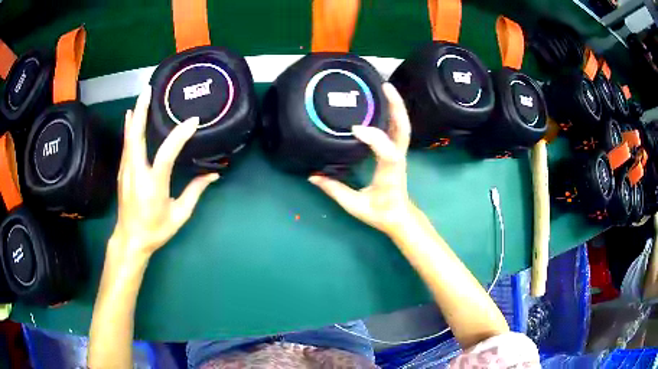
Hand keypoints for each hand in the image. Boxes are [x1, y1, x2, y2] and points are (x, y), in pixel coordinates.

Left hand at [110, 87, 217, 257]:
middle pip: (136, 136)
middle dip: (142, 111)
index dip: (180, 135)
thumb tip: (213, 175)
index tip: (193, 121)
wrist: (130, 239)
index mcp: (153, 184)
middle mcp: (136, 173)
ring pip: (129, 138)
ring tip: (141, 97)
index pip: (166, 154)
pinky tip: (129, 118)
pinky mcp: (122, 172)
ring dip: (135, 116)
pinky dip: (129, 128)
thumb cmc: (155, 229)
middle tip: (148, 90)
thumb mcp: (179, 215)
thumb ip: (194, 192)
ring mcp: (126, 171)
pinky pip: (126, 145)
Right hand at [309, 83, 413, 235]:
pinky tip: (384, 102)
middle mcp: (398, 159)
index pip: (388, 153)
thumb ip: (334, 190)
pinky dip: (394, 113)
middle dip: (396, 107)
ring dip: (396, 106)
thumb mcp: (355, 206)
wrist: (399, 216)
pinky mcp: (397, 151)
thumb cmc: (380, 212)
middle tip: (384, 86)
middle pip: (403, 130)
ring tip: (385, 87)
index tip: (355, 129)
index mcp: (389, 173)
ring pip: (403, 126)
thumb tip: (312, 176)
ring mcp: (400, 153)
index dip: (375, 138)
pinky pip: (398, 129)